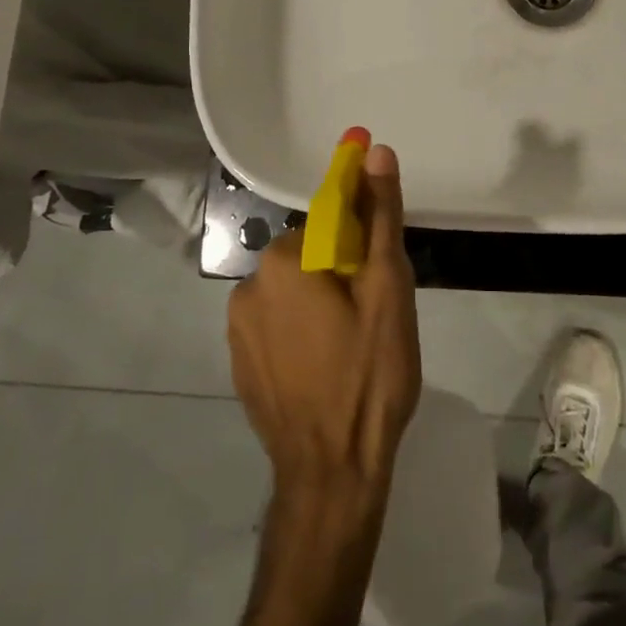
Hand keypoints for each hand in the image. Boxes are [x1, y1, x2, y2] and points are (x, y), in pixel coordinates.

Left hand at [226, 144, 421, 505]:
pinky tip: (327, 365)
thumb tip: (375, 151)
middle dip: (343, 271)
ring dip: (321, 301)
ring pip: (293, 290)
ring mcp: (237, 328)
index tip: (382, 270)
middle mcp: (248, 285)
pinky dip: (301, 330)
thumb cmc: (368, 375)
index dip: (363, 237)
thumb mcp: (388, 289)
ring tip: (355, 344)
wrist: (332, 474)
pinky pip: (277, 324)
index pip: (329, 221)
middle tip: (377, 312)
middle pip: (310, 255)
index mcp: (282, 260)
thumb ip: (380, 215)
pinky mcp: (240, 363)